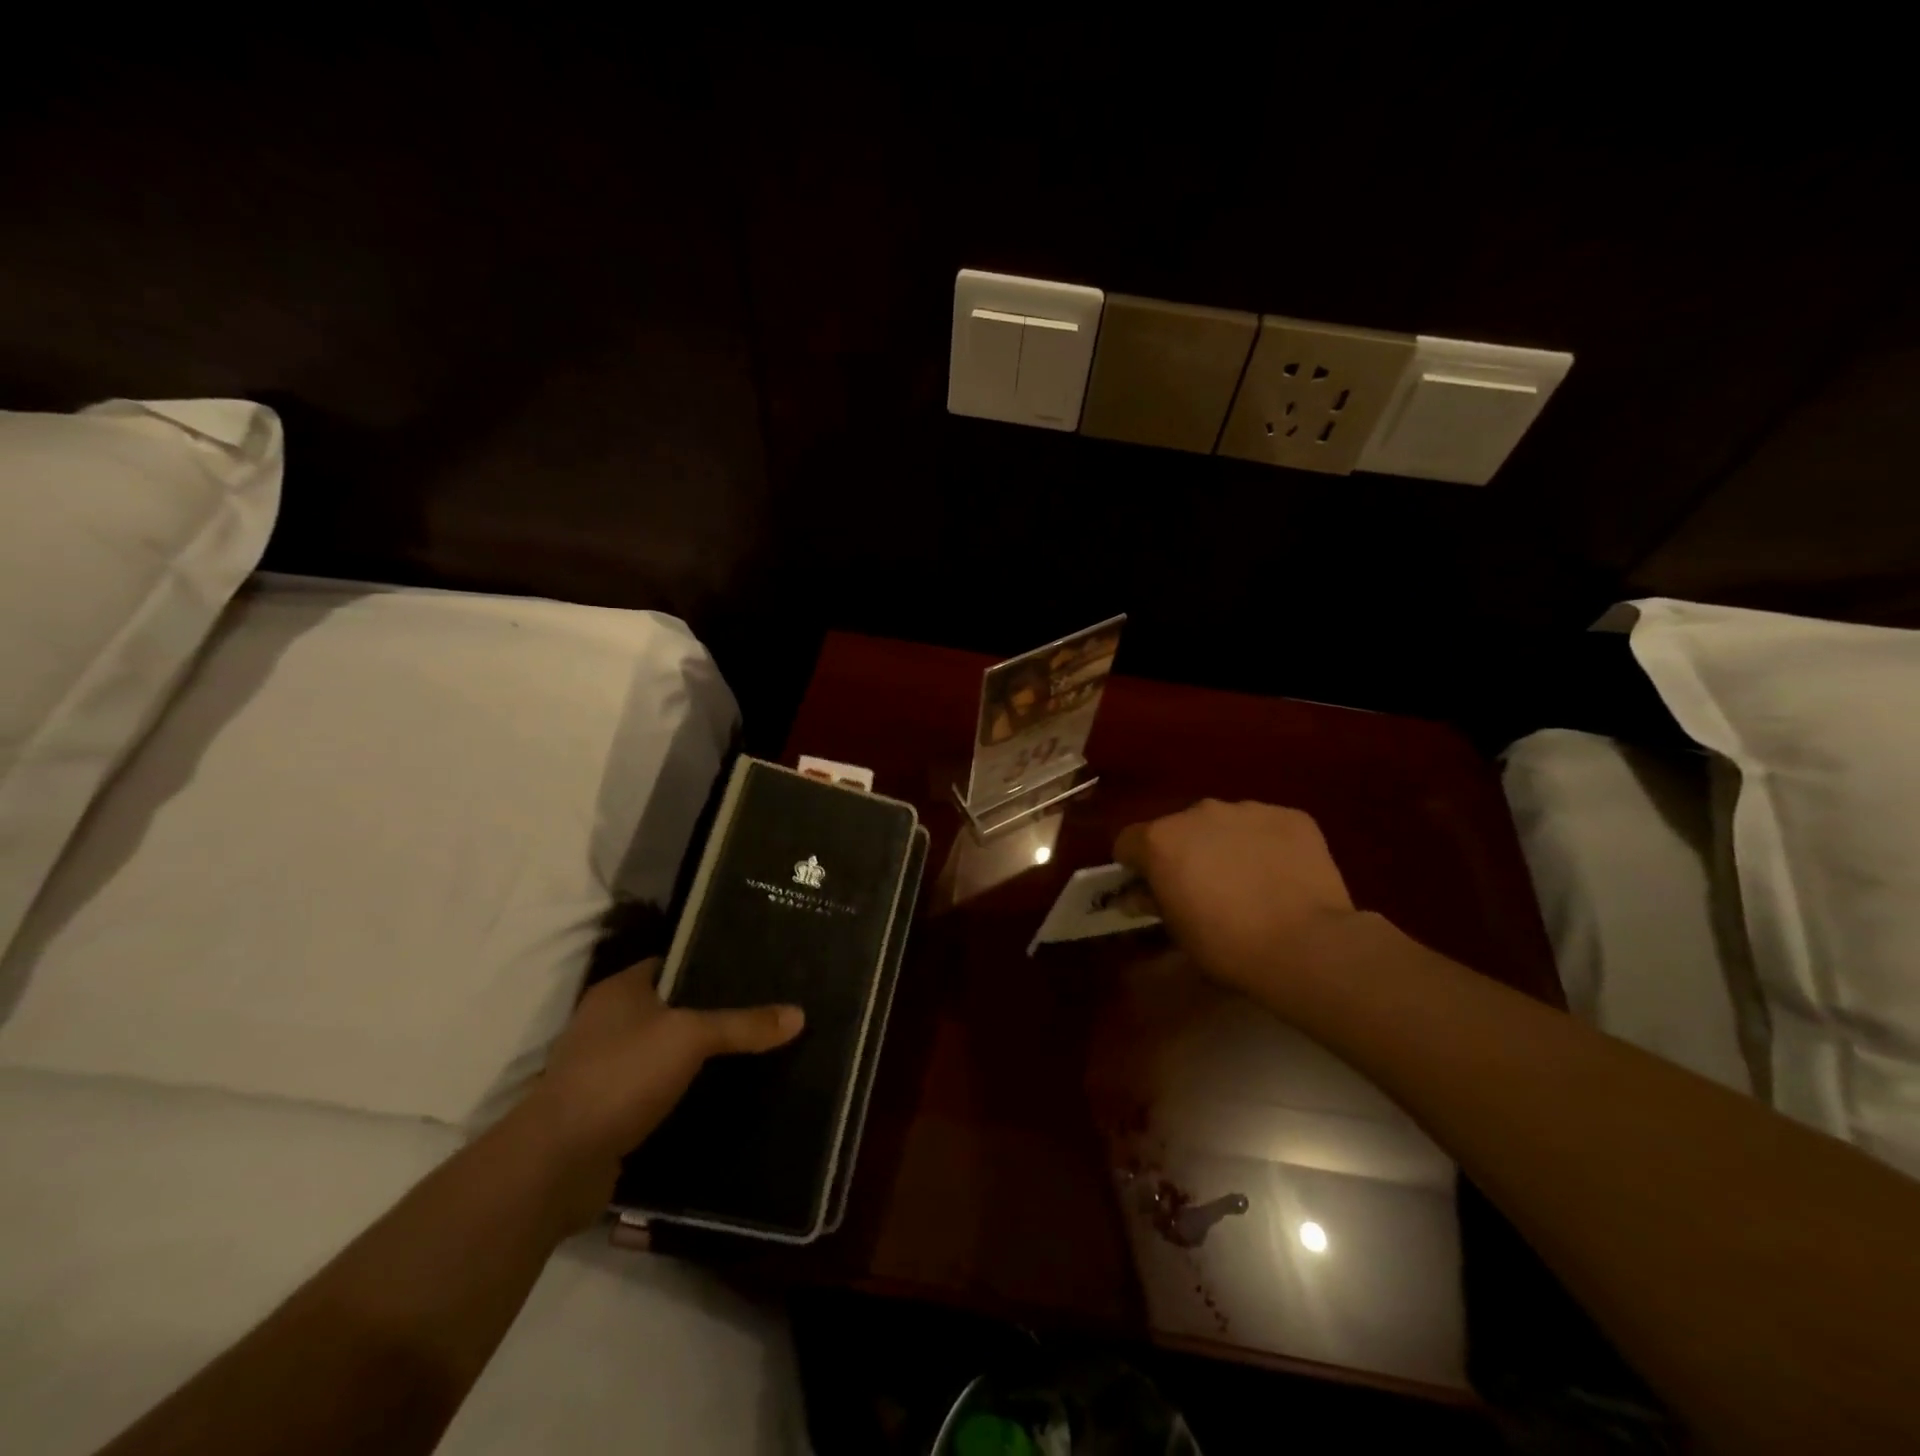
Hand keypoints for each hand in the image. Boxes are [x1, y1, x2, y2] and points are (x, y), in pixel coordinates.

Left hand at [520, 959, 803, 1178]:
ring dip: (696, 1057)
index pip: (672, 962)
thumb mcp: (691, 1038)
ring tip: (749, 1052)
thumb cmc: (621, 1076)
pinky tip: (718, 1096)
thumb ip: (743, 1025)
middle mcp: (606, 1023)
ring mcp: (601, 1068)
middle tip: (761, 1012)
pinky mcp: (604, 1110)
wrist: (556, 1163)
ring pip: (663, 1052)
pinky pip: (654, 1090)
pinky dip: (680, 1092)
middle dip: (711, 1013)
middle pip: (671, 1007)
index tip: (753, 970)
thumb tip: (798, 1014)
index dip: (710, 963)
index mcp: (619, 990)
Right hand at [1114, 799, 1358, 1001]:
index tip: (1149, 887)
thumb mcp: (1176, 930)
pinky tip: (1282, 875)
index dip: (1135, 865)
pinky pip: (1267, 826)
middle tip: (1204, 887)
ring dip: (1226, 844)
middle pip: (1180, 827)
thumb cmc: (1226, 944)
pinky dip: (1267, 844)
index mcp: (1161, 838)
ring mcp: (1247, 809)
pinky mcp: (1291, 816)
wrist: (1305, 945)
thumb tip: (1138, 894)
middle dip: (1185, 851)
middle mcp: (1199, 812)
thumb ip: (1152, 901)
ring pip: (1225, 823)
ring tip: (1249, 880)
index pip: (1129, 841)